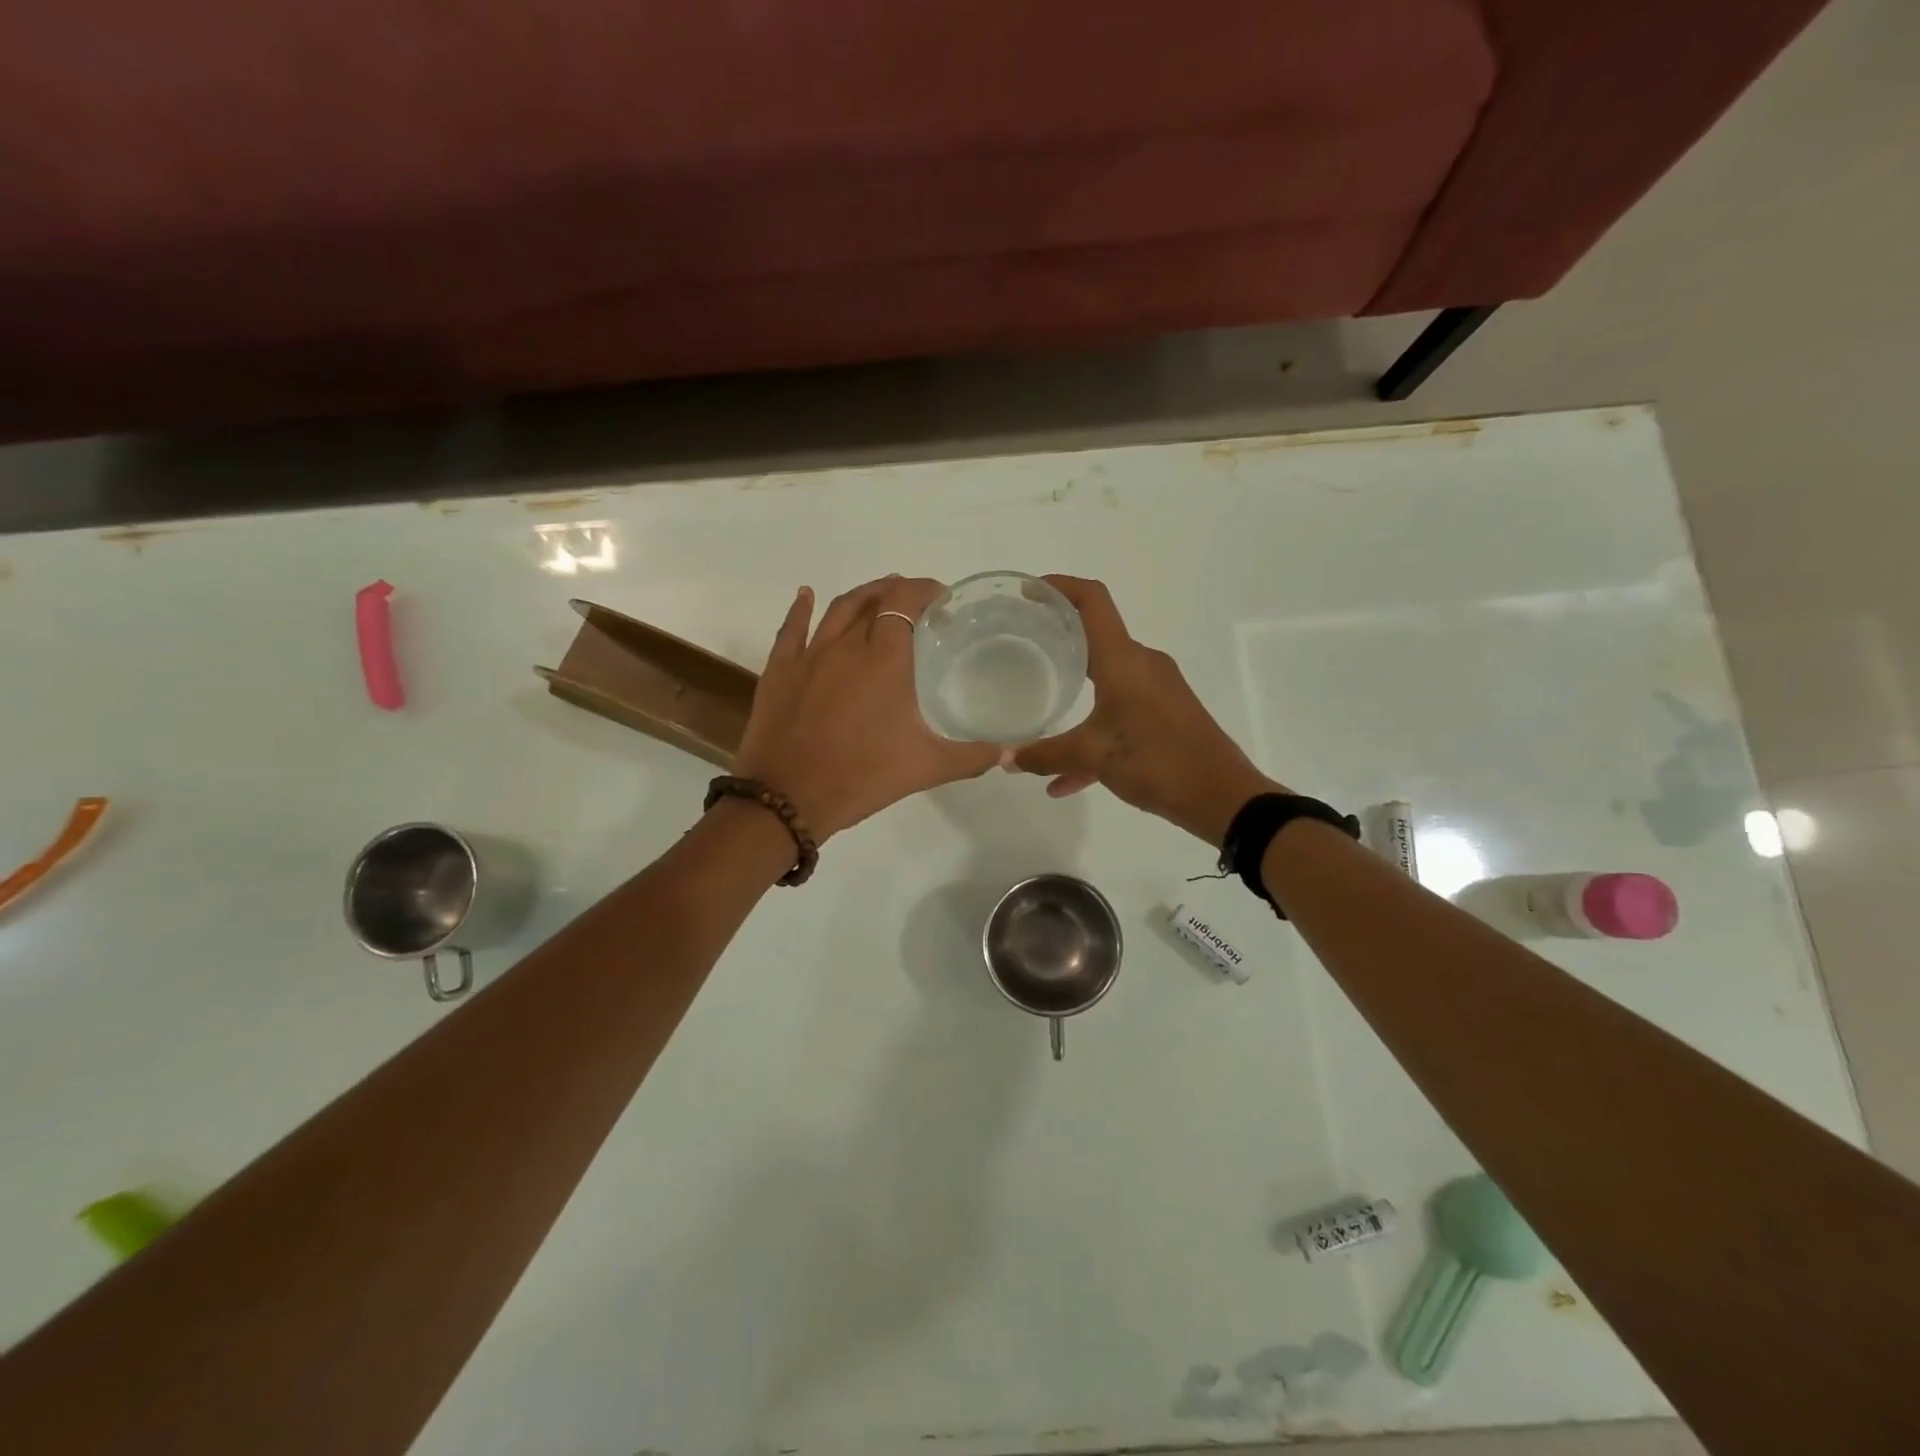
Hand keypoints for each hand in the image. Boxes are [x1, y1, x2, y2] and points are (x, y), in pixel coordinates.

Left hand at [734, 577, 999, 839]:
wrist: (787, 798)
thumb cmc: (860, 777)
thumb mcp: (925, 768)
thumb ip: (970, 757)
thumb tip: (1007, 753)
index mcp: (885, 660)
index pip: (905, 603)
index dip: (924, 591)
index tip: (942, 599)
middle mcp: (846, 646)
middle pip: (873, 600)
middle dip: (897, 593)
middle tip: (915, 601)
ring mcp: (808, 655)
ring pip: (836, 609)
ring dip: (861, 595)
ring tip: (878, 594)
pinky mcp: (779, 670)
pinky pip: (791, 628)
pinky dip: (801, 608)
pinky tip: (806, 595)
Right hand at [1013, 576, 1279, 845]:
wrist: (1222, 797)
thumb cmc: (1156, 761)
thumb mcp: (1092, 756)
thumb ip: (1045, 756)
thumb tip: (1005, 759)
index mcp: (1124, 660)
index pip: (1092, 601)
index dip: (1060, 586)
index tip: (1028, 591)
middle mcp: (1142, 665)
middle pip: (1096, 636)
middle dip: (1059, 638)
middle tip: (1023, 644)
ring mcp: (1157, 690)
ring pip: (1106, 681)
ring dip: (1074, 692)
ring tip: (1039, 709)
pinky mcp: (1166, 716)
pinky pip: (1120, 714)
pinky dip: (1094, 735)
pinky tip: (1067, 779)